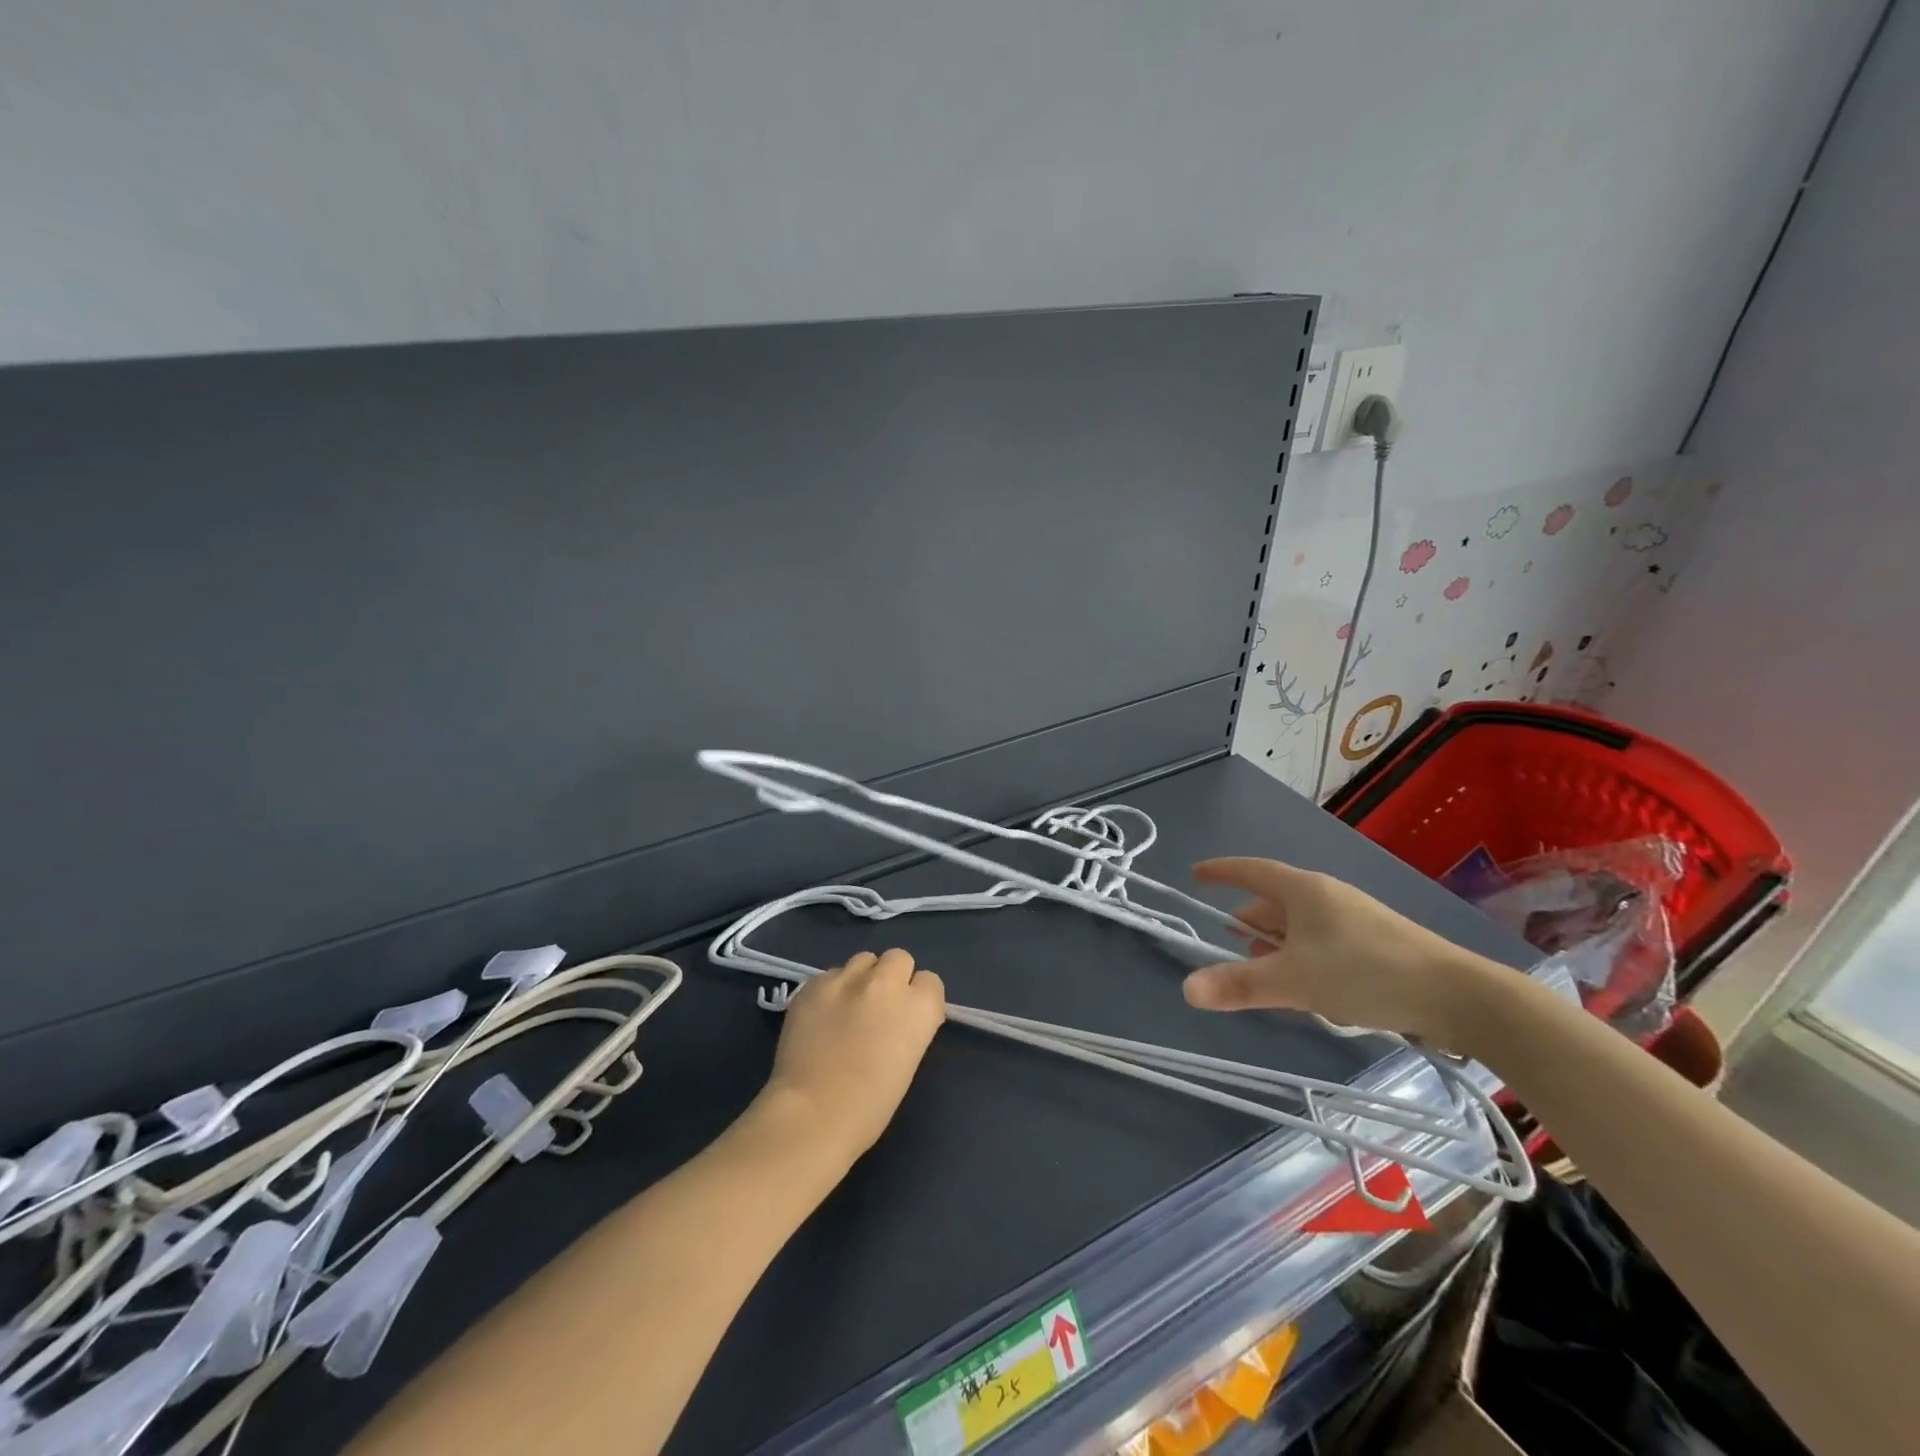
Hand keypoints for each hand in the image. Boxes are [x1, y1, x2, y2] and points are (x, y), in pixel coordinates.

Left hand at [760, 950, 946, 1159]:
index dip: (919, 997)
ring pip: (863, 960)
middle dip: (892, 977)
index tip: (908, 1016)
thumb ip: (909, 1026)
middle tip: (878, 1005)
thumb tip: (899, 1017)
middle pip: (898, 958)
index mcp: (918, 1007)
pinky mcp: (814, 983)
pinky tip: (820, 1016)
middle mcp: (886, 982)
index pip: (931, 981)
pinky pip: (830, 975)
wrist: (813, 1114)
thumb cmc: (869, 1106)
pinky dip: (830, 990)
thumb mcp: (908, 1061)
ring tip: (847, 1006)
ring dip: (861, 978)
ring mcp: (847, 979)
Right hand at [1181, 857, 1506, 1053]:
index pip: (1250, 870)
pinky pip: (1322, 942)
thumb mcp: (1294, 980)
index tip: (1196, 875)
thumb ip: (1240, 984)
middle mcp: (1327, 896)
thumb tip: (1186, 989)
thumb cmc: (1365, 972)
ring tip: (1265, 972)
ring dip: (1276, 945)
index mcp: (1303, 890)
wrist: (1458, 996)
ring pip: (1299, 925)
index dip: (1221, 872)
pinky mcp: (1374, 944)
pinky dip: (1303, 958)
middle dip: (1249, 922)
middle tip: (1230, 946)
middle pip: (1274, 902)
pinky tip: (1309, 989)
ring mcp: (1353, 919)